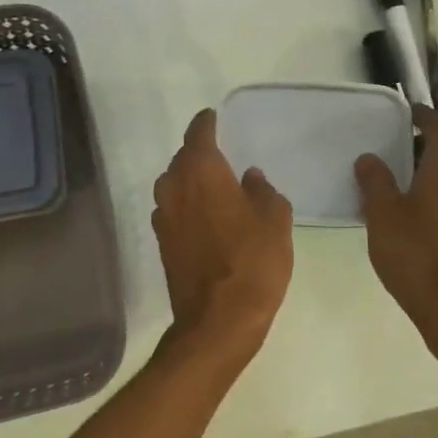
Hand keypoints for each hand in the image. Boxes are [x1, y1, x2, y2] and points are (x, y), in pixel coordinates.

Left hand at [152, 109, 293, 362]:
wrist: (218, 321)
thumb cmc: (253, 262)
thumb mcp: (275, 220)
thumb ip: (263, 191)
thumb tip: (250, 178)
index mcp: (202, 172)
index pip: (198, 134)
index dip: (206, 123)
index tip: (213, 117)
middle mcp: (175, 188)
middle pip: (181, 159)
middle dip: (198, 153)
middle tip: (220, 154)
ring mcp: (164, 218)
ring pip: (173, 185)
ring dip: (189, 181)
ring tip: (213, 185)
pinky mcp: (162, 244)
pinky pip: (173, 211)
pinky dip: (186, 207)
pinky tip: (204, 217)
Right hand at [355, 106, 437, 348]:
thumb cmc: (414, 253)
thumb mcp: (382, 213)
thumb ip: (375, 180)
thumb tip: (369, 158)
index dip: (423, 115)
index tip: (406, 112)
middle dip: (430, 140)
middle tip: (399, 144)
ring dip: (437, 166)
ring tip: (406, 176)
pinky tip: (420, 208)